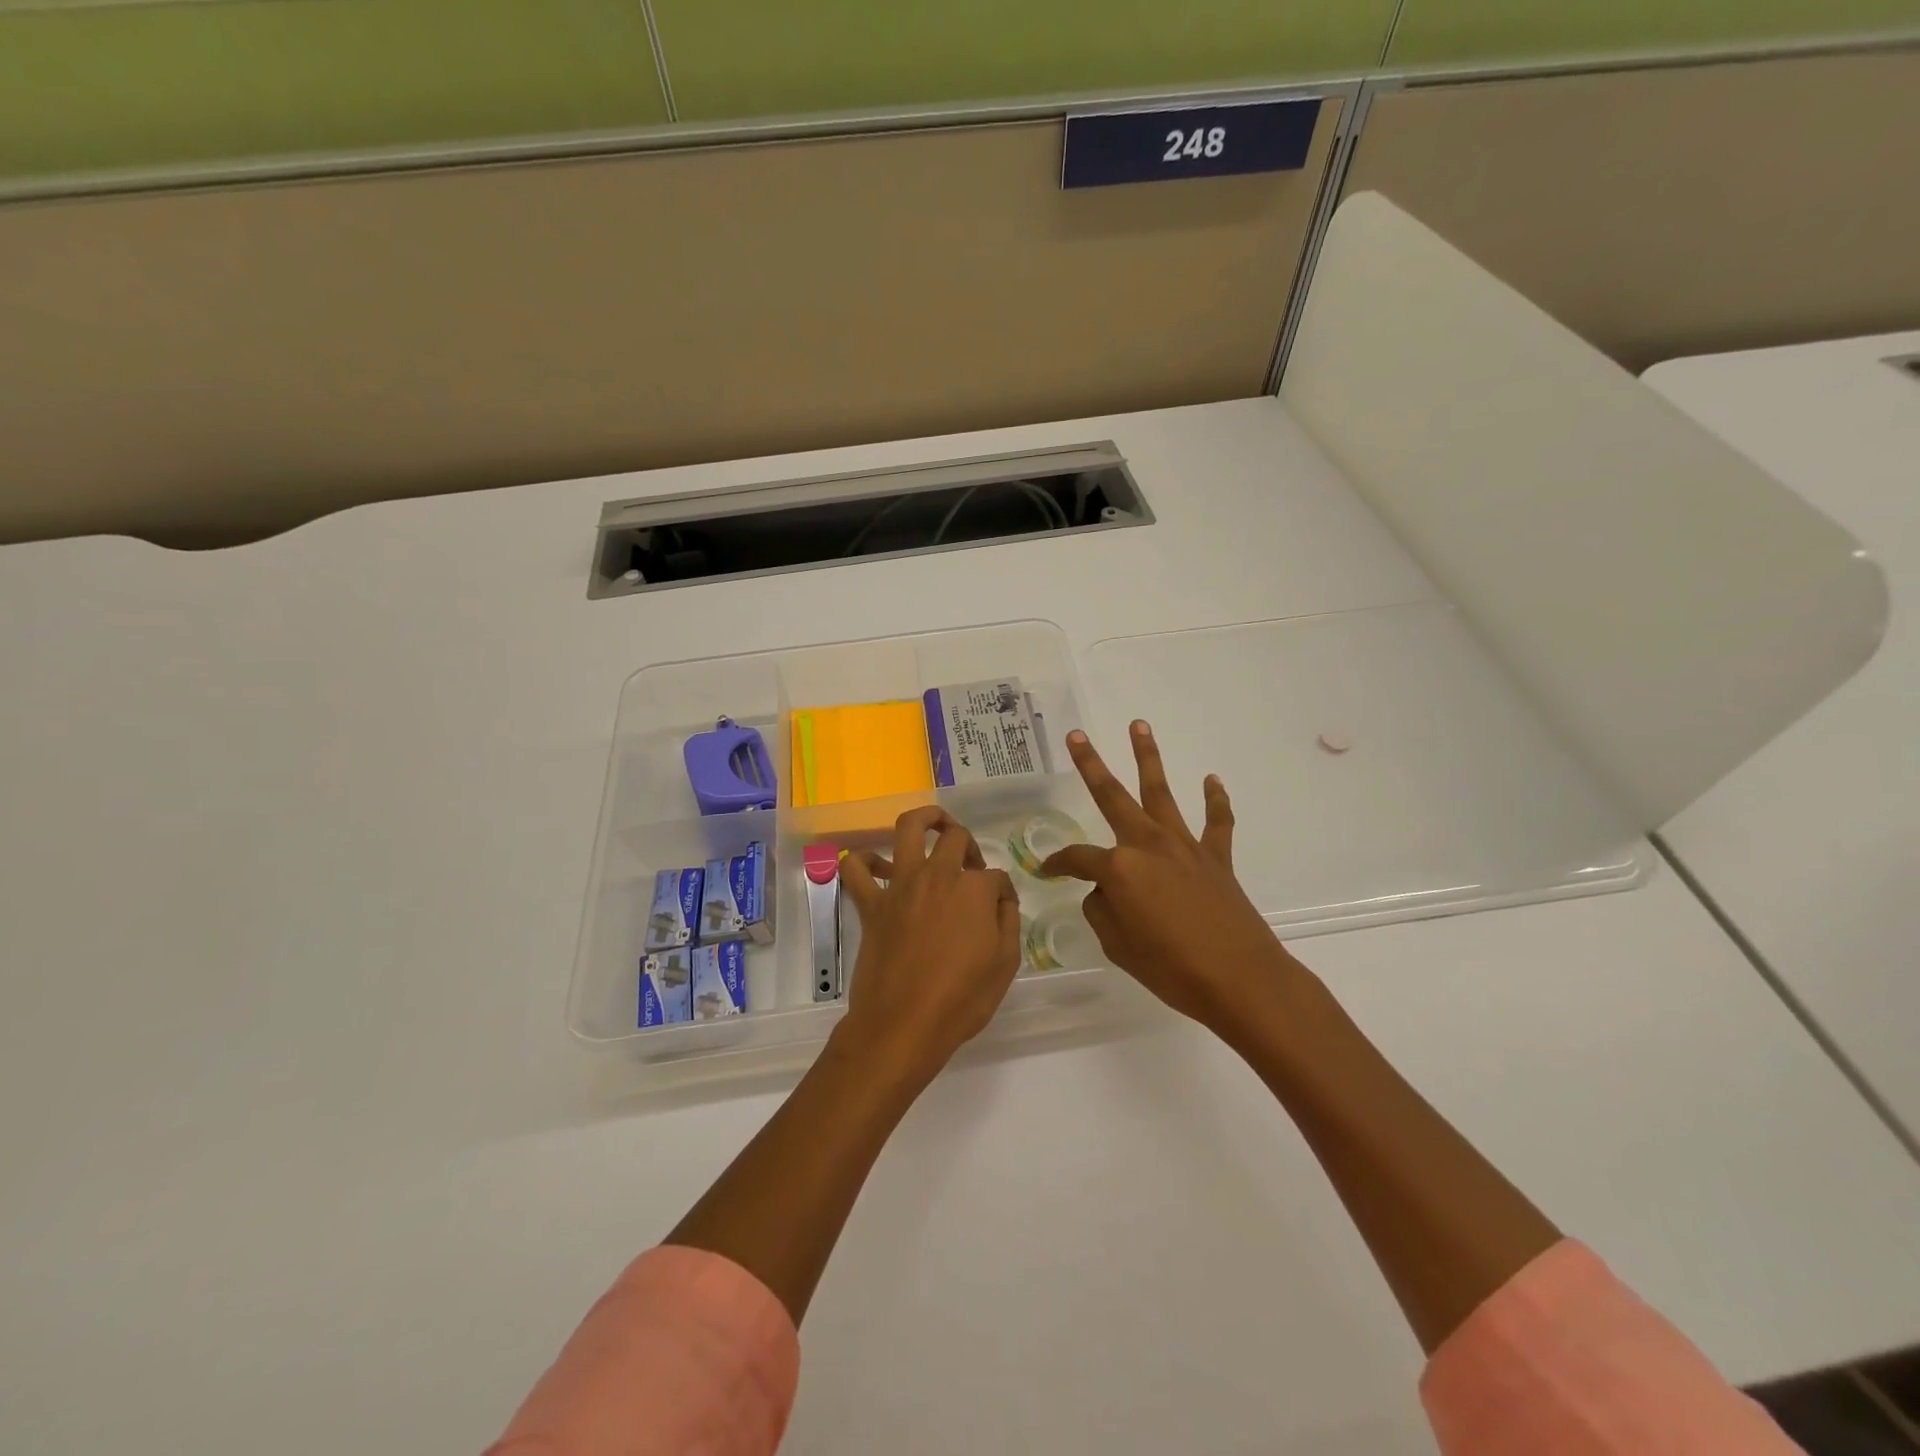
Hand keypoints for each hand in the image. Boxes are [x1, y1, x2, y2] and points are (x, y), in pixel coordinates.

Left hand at [837, 806, 1022, 1085]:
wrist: (902, 1026)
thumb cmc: (960, 1001)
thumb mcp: (1004, 965)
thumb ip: (1007, 923)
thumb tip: (1001, 901)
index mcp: (974, 890)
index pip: (996, 877)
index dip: (1003, 893)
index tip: (1002, 911)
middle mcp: (938, 876)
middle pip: (956, 838)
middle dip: (970, 846)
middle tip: (971, 866)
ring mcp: (900, 886)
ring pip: (908, 828)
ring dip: (925, 818)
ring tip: (935, 824)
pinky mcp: (871, 904)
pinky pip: (856, 869)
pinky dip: (863, 860)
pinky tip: (877, 866)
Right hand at [1042, 721, 1300, 1029]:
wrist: (1240, 979)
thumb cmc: (1171, 968)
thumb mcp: (1117, 945)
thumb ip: (1103, 911)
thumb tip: (1106, 893)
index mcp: (1119, 867)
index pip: (1078, 859)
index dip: (1058, 865)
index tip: (1045, 871)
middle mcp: (1148, 844)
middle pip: (1112, 796)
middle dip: (1091, 765)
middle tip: (1076, 735)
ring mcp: (1185, 847)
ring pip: (1161, 792)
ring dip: (1149, 757)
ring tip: (1139, 725)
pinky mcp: (1217, 858)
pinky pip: (1217, 821)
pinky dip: (1215, 799)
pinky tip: (1211, 780)